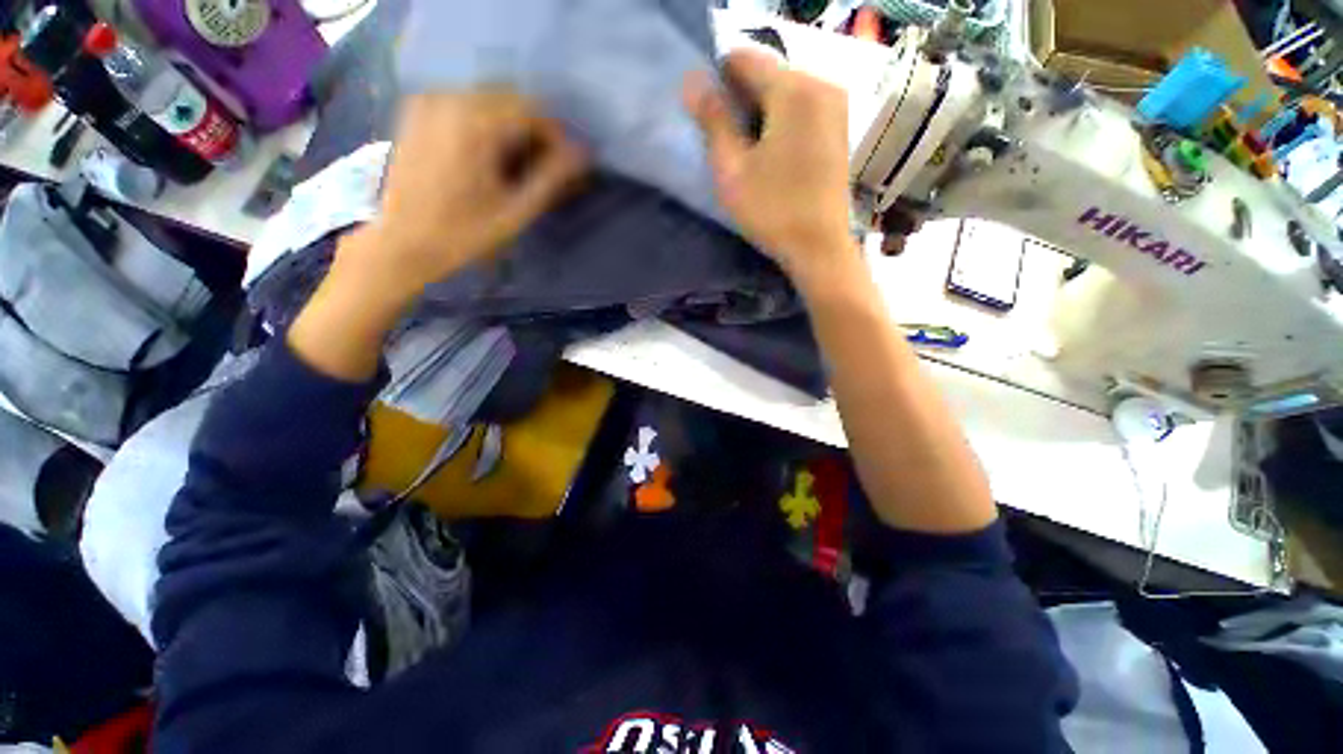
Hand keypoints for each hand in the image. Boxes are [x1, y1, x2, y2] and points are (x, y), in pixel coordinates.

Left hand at [289, 89, 585, 381]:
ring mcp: (431, 104)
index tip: (559, 164)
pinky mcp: (415, 113)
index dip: (554, 136)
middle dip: (528, 126)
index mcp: (479, 122)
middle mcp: (455, 101)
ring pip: (486, 98)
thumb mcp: (511, 215)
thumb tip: (584, 151)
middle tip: (532, 162)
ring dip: (503, 121)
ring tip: (505, 158)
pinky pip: (459, 102)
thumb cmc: (451, 238)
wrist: (390, 249)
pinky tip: (473, 148)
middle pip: (512, 99)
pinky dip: (475, 117)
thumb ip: (552, 177)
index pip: (535, 112)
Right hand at [683, 50, 852, 277]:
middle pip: (763, 67)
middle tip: (732, 135)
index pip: (742, 58)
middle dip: (741, 91)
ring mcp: (835, 100)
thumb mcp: (729, 164)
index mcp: (794, 90)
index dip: (719, 80)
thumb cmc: (773, 209)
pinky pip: (799, 96)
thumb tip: (692, 78)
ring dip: (760, 102)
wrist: (823, 247)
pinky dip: (780, 110)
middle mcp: (820, 85)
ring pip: (780, 81)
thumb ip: (711, 115)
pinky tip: (775, 144)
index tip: (714, 116)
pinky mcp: (840, 117)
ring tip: (754, 143)